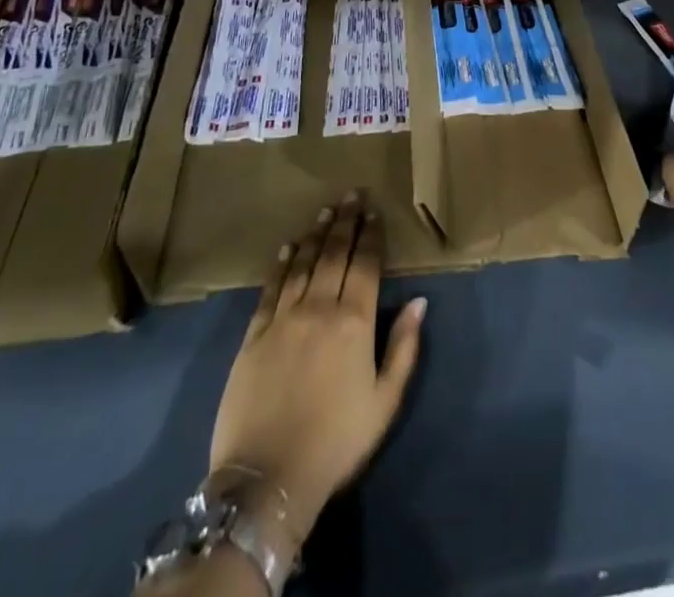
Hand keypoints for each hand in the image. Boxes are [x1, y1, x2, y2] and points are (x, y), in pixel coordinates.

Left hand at [208, 191, 425, 546]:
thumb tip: (420, 301)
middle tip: (351, 195)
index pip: (366, 264)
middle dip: (345, 221)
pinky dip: (281, 264)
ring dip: (315, 234)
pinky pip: (271, 288)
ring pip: (303, 263)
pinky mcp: (253, 334)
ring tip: (325, 210)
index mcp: (354, 321)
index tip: (374, 211)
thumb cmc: (336, 442)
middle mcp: (319, 307)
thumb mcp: (385, 401)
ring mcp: (283, 317)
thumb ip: (404, 347)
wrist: (267, 478)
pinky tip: (288, 247)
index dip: (371, 235)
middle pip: (334, 253)